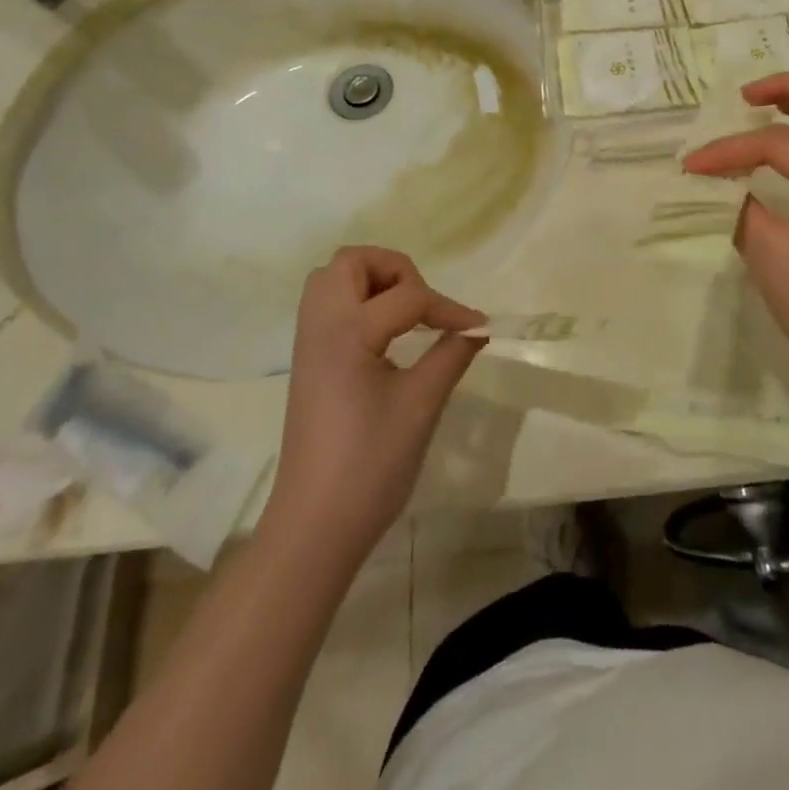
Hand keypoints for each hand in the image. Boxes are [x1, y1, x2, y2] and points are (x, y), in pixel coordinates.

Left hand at [267, 247, 482, 562]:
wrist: (314, 527)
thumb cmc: (370, 465)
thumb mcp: (421, 405)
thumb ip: (451, 355)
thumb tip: (477, 330)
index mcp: (346, 332)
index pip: (407, 297)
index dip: (449, 308)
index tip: (480, 328)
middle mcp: (320, 326)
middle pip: (351, 262)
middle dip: (395, 270)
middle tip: (424, 305)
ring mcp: (308, 344)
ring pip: (334, 280)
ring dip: (373, 282)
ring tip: (407, 314)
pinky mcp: (309, 362)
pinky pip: (329, 307)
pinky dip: (359, 303)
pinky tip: (386, 337)